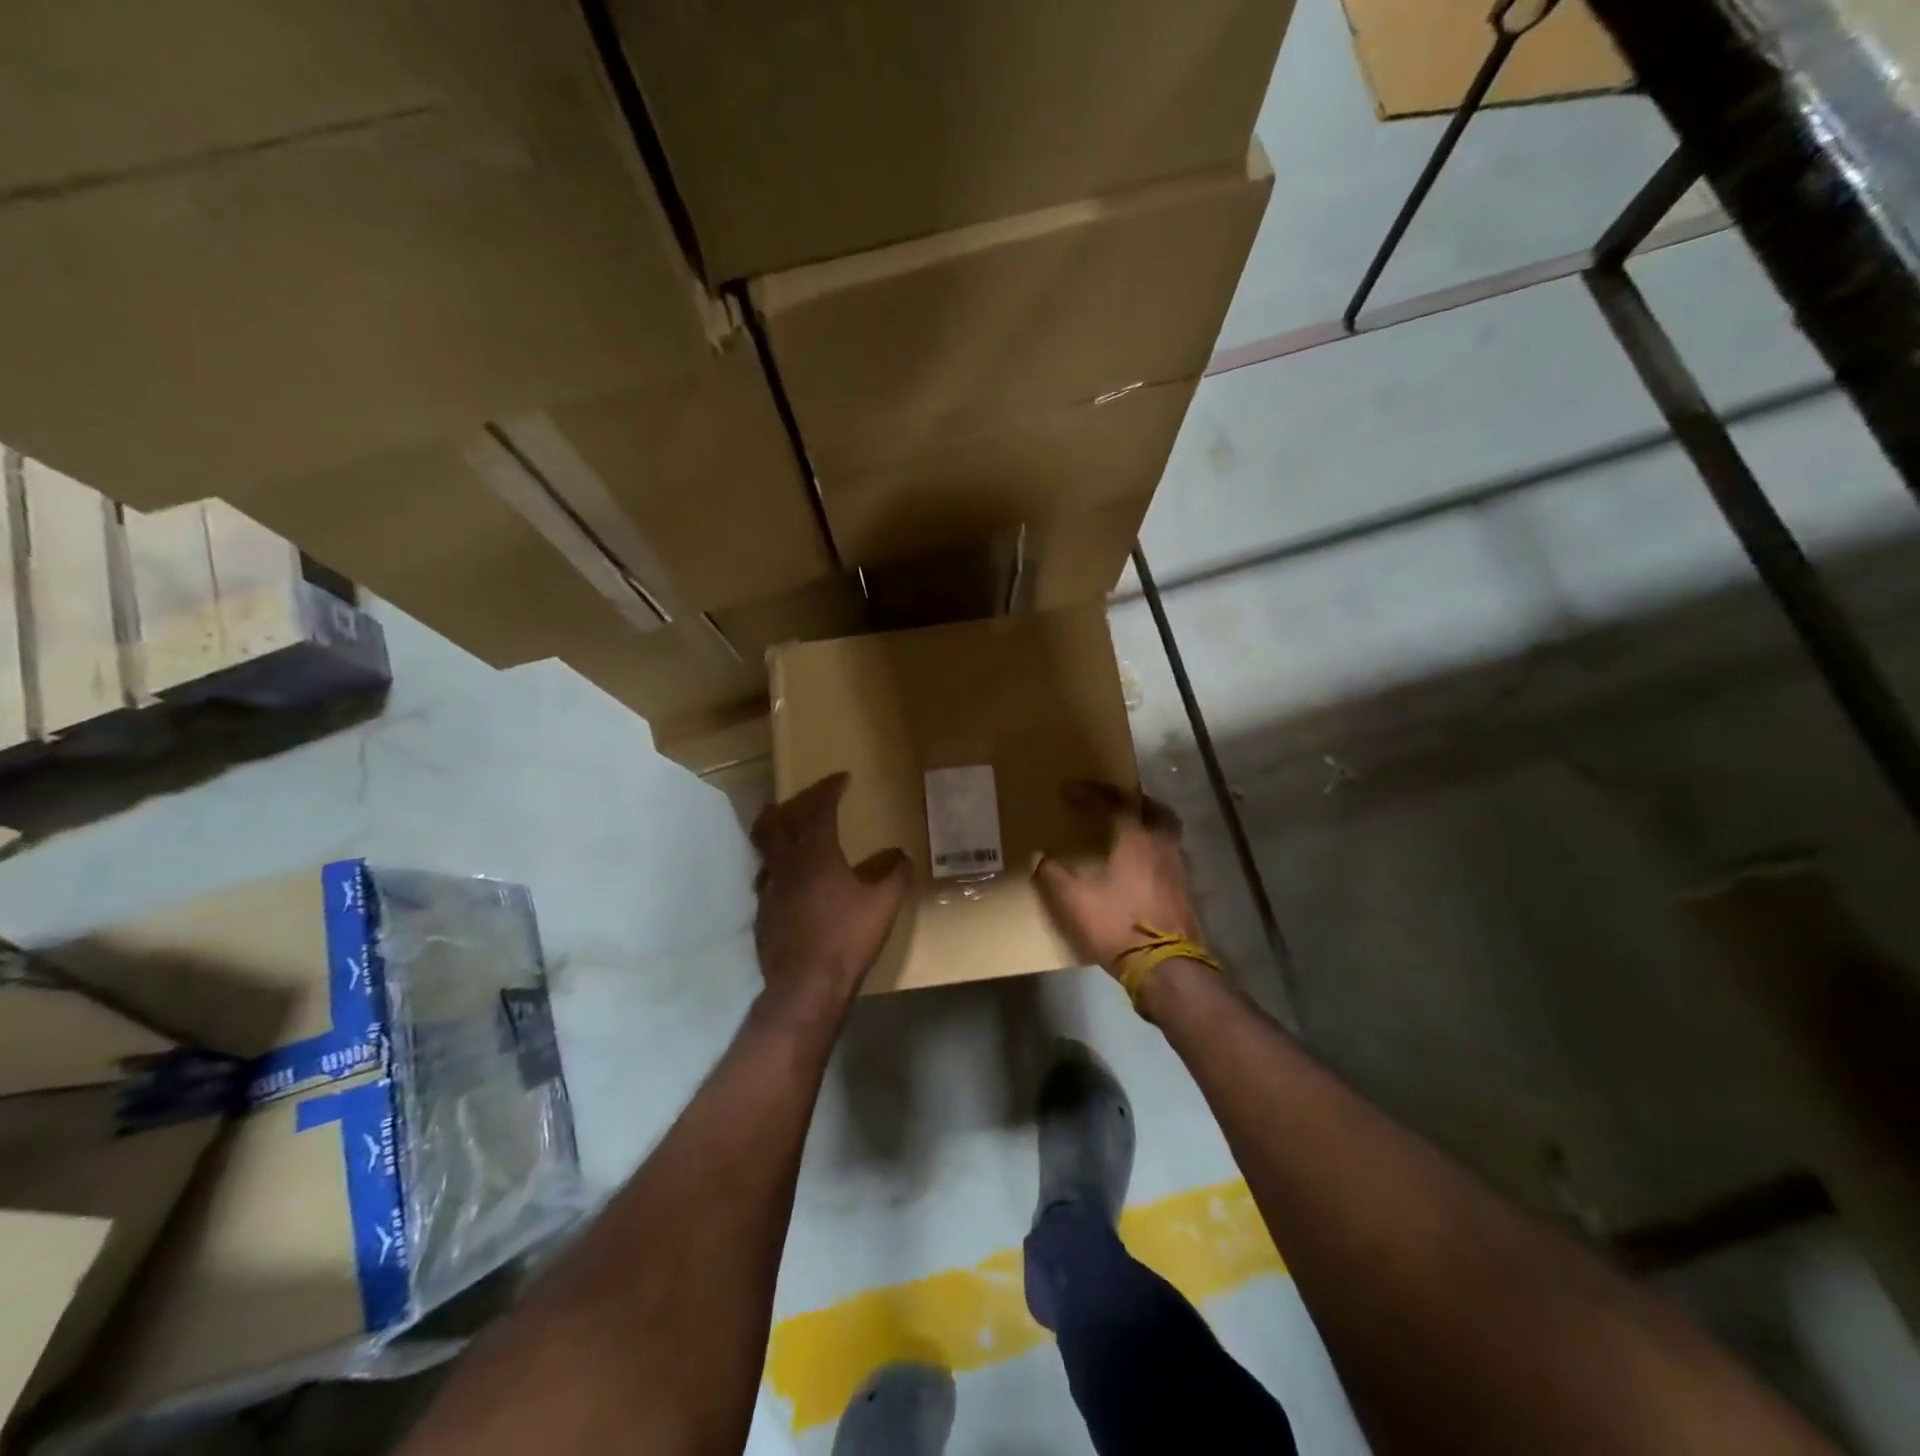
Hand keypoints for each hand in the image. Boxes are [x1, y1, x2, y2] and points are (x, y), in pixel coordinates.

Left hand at [751, 773, 912, 1009]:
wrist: (805, 985)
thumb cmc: (847, 937)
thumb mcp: (883, 904)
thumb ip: (896, 875)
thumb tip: (903, 856)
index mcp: (815, 853)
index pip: (819, 809)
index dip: (829, 789)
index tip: (841, 778)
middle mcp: (786, 864)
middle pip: (774, 822)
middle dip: (787, 805)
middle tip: (801, 799)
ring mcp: (768, 890)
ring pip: (765, 851)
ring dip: (776, 836)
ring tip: (789, 836)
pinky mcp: (762, 915)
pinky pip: (766, 880)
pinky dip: (778, 870)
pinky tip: (791, 884)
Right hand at [1033, 782, 1205, 969]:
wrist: (1168, 969)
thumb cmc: (1118, 926)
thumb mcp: (1074, 902)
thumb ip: (1053, 876)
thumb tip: (1039, 857)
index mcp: (1136, 839)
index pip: (1113, 803)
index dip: (1090, 793)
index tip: (1069, 791)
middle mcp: (1162, 845)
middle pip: (1153, 809)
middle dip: (1131, 802)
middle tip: (1111, 804)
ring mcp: (1180, 869)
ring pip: (1167, 833)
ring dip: (1148, 826)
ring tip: (1127, 835)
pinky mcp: (1187, 892)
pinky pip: (1171, 858)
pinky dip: (1155, 852)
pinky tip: (1141, 869)